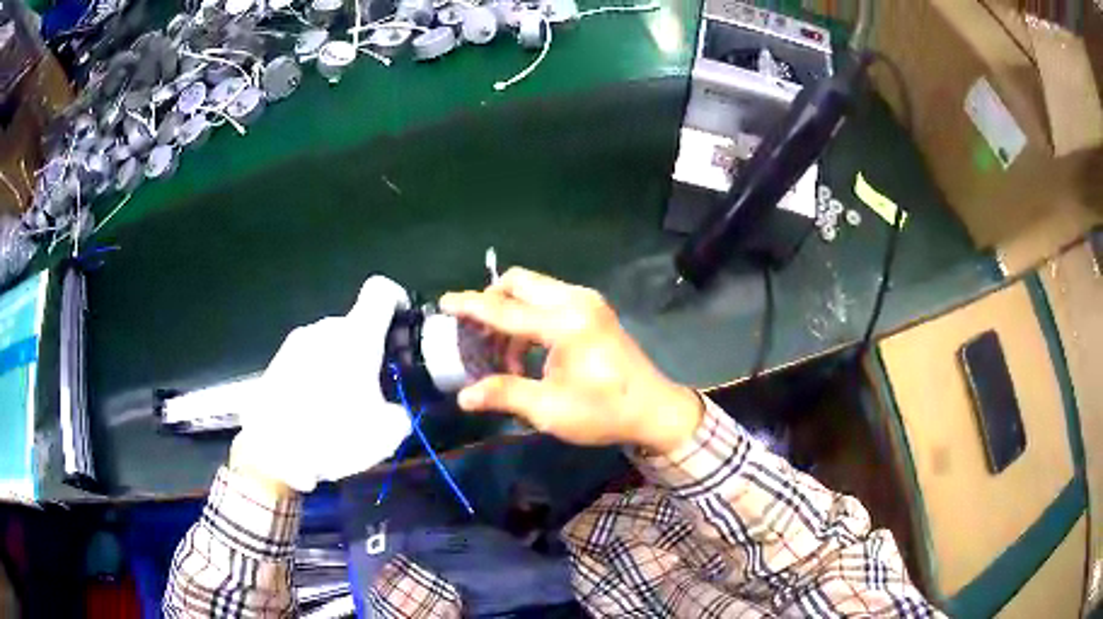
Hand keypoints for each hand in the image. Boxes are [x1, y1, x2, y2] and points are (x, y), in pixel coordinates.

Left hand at [232, 276, 412, 492]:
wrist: (271, 453)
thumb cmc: (332, 435)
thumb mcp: (385, 435)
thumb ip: (399, 413)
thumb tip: (394, 411)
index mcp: (356, 336)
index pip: (380, 291)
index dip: (396, 299)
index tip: (403, 324)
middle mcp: (324, 329)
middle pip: (355, 325)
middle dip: (369, 351)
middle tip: (374, 388)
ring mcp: (295, 344)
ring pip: (329, 345)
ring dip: (341, 366)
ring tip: (340, 407)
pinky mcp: (275, 363)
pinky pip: (306, 362)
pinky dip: (317, 379)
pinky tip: (314, 414)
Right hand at [440, 268, 702, 453]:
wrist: (653, 409)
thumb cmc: (603, 411)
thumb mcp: (549, 409)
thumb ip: (504, 394)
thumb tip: (464, 397)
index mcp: (564, 323)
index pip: (504, 308)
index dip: (470, 305)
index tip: (444, 302)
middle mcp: (575, 300)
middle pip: (519, 283)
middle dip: (491, 302)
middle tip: (475, 335)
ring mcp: (587, 301)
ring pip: (534, 289)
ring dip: (511, 313)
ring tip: (503, 356)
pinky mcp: (593, 309)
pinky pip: (550, 299)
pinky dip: (530, 317)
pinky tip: (527, 351)